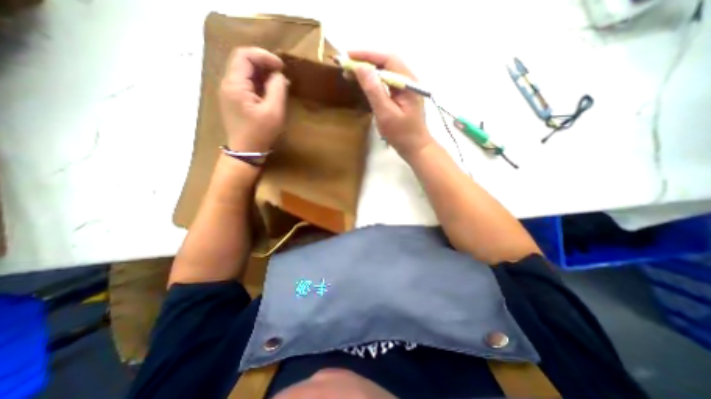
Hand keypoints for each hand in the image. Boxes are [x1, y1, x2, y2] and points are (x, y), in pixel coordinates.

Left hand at [221, 46, 289, 151]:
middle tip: (281, 74)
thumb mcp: (274, 111)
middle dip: (264, 63)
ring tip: (279, 83)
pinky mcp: (234, 100)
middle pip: (243, 61)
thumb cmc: (260, 133)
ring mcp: (229, 92)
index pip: (244, 55)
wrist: (246, 152)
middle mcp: (228, 84)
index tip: (281, 67)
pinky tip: (270, 91)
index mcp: (235, 84)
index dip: (264, 56)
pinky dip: (259, 83)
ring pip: (245, 72)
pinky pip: (246, 83)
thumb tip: (279, 75)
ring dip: (262, 73)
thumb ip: (277, 89)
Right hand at [349, 50, 432, 159]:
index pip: (387, 59)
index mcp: (408, 82)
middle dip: (366, 62)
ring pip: (385, 73)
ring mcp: (405, 89)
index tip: (348, 56)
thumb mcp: (386, 114)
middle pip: (386, 63)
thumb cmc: (402, 134)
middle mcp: (408, 81)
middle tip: (346, 66)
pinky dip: (373, 82)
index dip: (367, 55)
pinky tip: (364, 84)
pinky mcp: (401, 98)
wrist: (416, 148)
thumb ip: (374, 90)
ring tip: (350, 73)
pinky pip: (386, 84)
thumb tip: (361, 68)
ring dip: (368, 71)